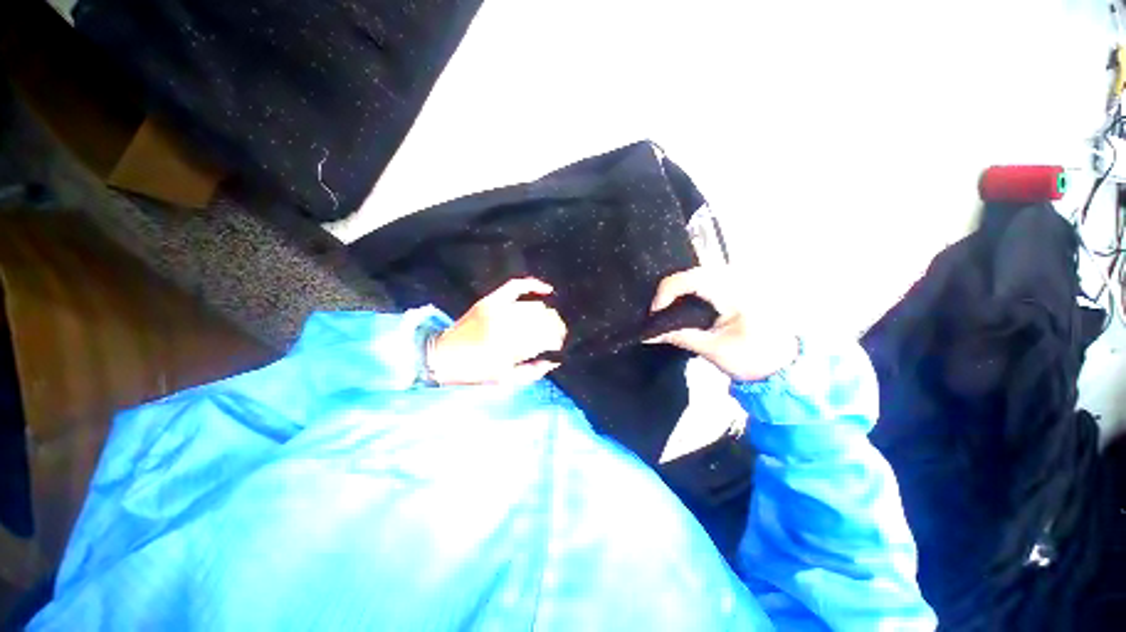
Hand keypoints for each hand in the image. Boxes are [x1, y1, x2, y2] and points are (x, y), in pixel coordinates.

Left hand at [428, 278, 566, 385]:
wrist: (442, 356)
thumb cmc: (474, 372)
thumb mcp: (505, 380)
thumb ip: (533, 371)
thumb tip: (555, 361)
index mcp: (510, 347)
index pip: (545, 337)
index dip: (557, 340)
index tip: (560, 345)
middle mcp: (505, 325)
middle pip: (542, 320)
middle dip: (556, 327)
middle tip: (558, 334)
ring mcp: (497, 309)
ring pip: (534, 306)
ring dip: (548, 313)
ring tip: (552, 320)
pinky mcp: (489, 300)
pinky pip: (516, 286)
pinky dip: (533, 285)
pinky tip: (547, 289)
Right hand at [646, 267, 798, 381]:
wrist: (785, 367)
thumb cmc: (752, 360)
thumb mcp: (713, 349)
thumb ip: (679, 336)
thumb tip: (648, 334)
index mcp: (739, 294)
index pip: (694, 279)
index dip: (668, 291)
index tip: (655, 311)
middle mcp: (743, 280)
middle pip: (696, 272)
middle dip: (672, 289)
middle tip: (659, 310)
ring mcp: (745, 280)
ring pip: (702, 272)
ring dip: (682, 287)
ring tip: (669, 306)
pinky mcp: (743, 286)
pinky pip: (711, 278)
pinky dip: (694, 288)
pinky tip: (687, 302)